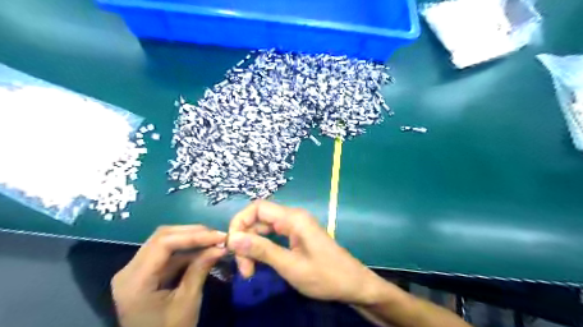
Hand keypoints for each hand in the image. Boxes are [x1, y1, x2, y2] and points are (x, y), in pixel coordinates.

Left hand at [111, 225, 227, 326]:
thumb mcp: (187, 302)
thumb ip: (200, 269)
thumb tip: (221, 246)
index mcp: (134, 281)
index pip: (163, 244)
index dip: (193, 236)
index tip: (218, 236)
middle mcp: (129, 270)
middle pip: (162, 237)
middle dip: (193, 233)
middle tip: (217, 236)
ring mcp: (135, 270)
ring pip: (165, 241)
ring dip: (191, 239)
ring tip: (214, 240)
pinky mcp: (145, 272)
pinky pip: (167, 253)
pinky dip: (187, 249)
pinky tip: (204, 249)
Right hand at [226, 200, 385, 304]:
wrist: (353, 284)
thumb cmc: (325, 276)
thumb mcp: (291, 266)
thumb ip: (262, 250)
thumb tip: (233, 238)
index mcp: (293, 218)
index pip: (257, 208)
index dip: (240, 222)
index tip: (232, 247)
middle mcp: (293, 217)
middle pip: (259, 219)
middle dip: (246, 240)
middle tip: (244, 269)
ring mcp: (295, 227)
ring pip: (264, 229)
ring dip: (253, 246)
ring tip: (250, 271)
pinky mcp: (297, 236)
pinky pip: (273, 236)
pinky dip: (263, 248)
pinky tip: (260, 263)